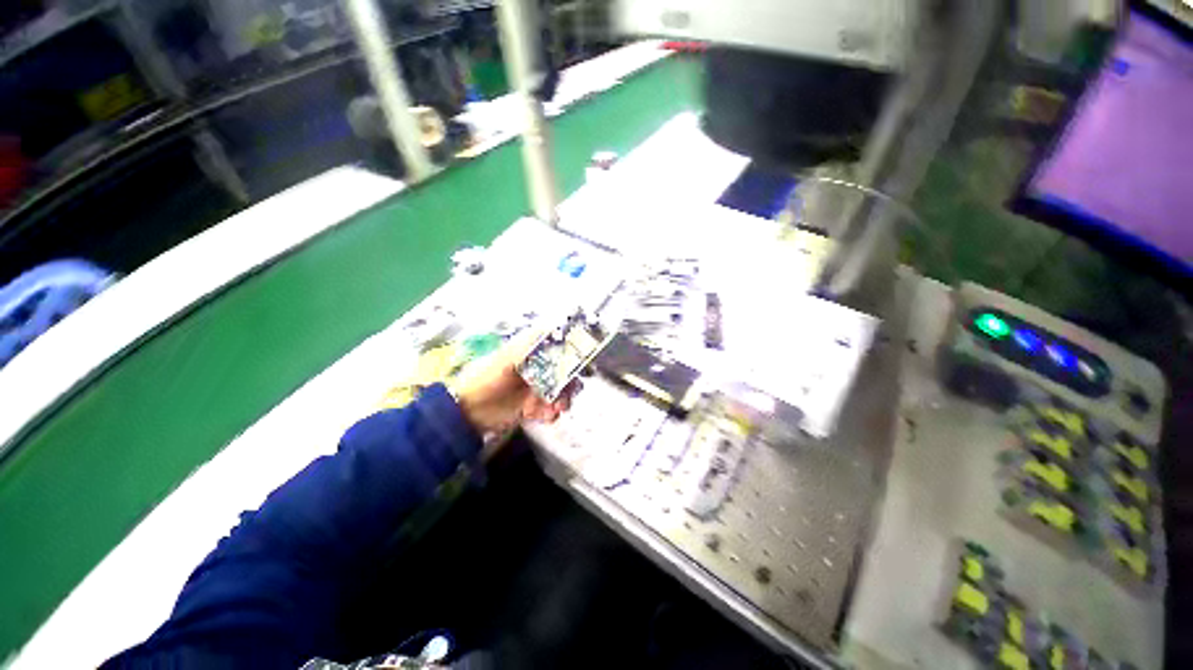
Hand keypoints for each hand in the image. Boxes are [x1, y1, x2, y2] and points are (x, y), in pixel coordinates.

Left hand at [452, 331, 577, 435]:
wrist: (466, 413)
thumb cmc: (484, 379)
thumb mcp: (505, 358)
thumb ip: (529, 345)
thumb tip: (552, 324)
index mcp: (529, 354)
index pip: (557, 350)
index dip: (571, 354)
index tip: (583, 361)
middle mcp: (535, 370)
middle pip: (563, 373)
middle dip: (570, 382)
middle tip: (570, 390)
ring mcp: (534, 390)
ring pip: (560, 393)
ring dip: (563, 399)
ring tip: (557, 406)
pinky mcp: (531, 408)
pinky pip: (550, 411)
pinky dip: (550, 414)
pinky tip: (545, 415)